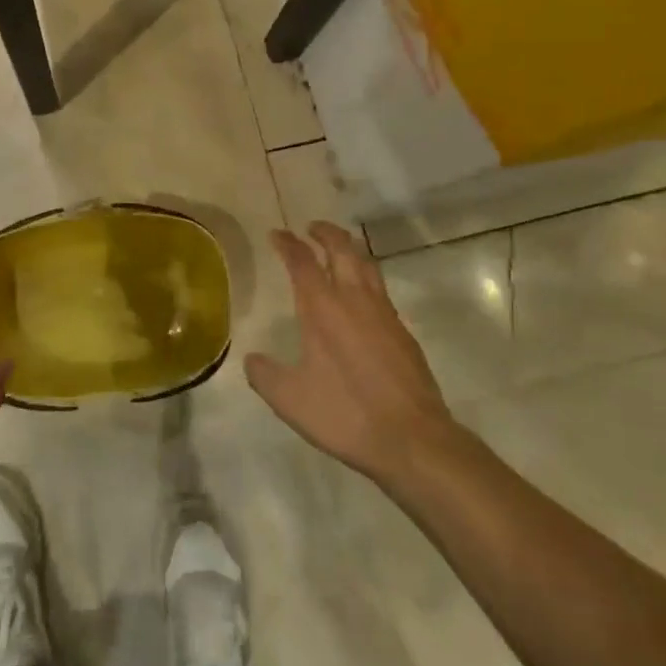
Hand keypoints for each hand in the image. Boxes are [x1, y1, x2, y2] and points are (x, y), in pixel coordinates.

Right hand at [246, 224, 461, 491]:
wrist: (413, 439)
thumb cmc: (346, 414)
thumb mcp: (290, 400)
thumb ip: (265, 375)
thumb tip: (252, 359)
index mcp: (323, 308)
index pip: (302, 262)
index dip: (288, 244)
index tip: (277, 233)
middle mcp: (354, 299)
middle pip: (342, 249)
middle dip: (325, 233)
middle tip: (311, 227)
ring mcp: (384, 313)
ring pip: (366, 264)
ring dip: (349, 248)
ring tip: (338, 248)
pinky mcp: (403, 331)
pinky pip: (381, 288)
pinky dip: (366, 275)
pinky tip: (362, 294)